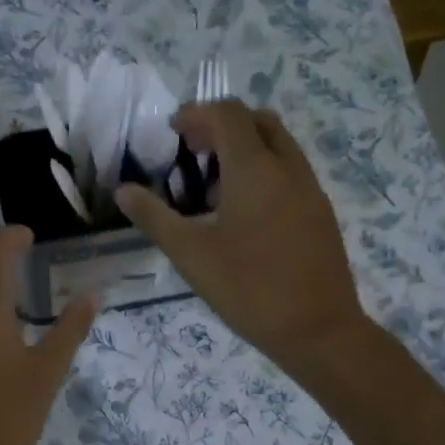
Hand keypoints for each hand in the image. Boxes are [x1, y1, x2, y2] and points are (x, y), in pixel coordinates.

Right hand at [115, 101, 367, 371]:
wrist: (317, 330)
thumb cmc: (248, 290)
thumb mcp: (192, 256)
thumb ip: (155, 219)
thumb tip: (123, 191)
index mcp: (254, 169)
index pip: (227, 114)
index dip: (197, 114)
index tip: (173, 133)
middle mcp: (288, 167)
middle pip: (257, 121)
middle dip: (222, 126)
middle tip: (194, 153)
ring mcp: (310, 189)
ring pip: (279, 145)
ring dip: (246, 148)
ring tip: (216, 185)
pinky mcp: (321, 212)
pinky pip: (291, 172)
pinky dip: (265, 171)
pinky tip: (246, 213)